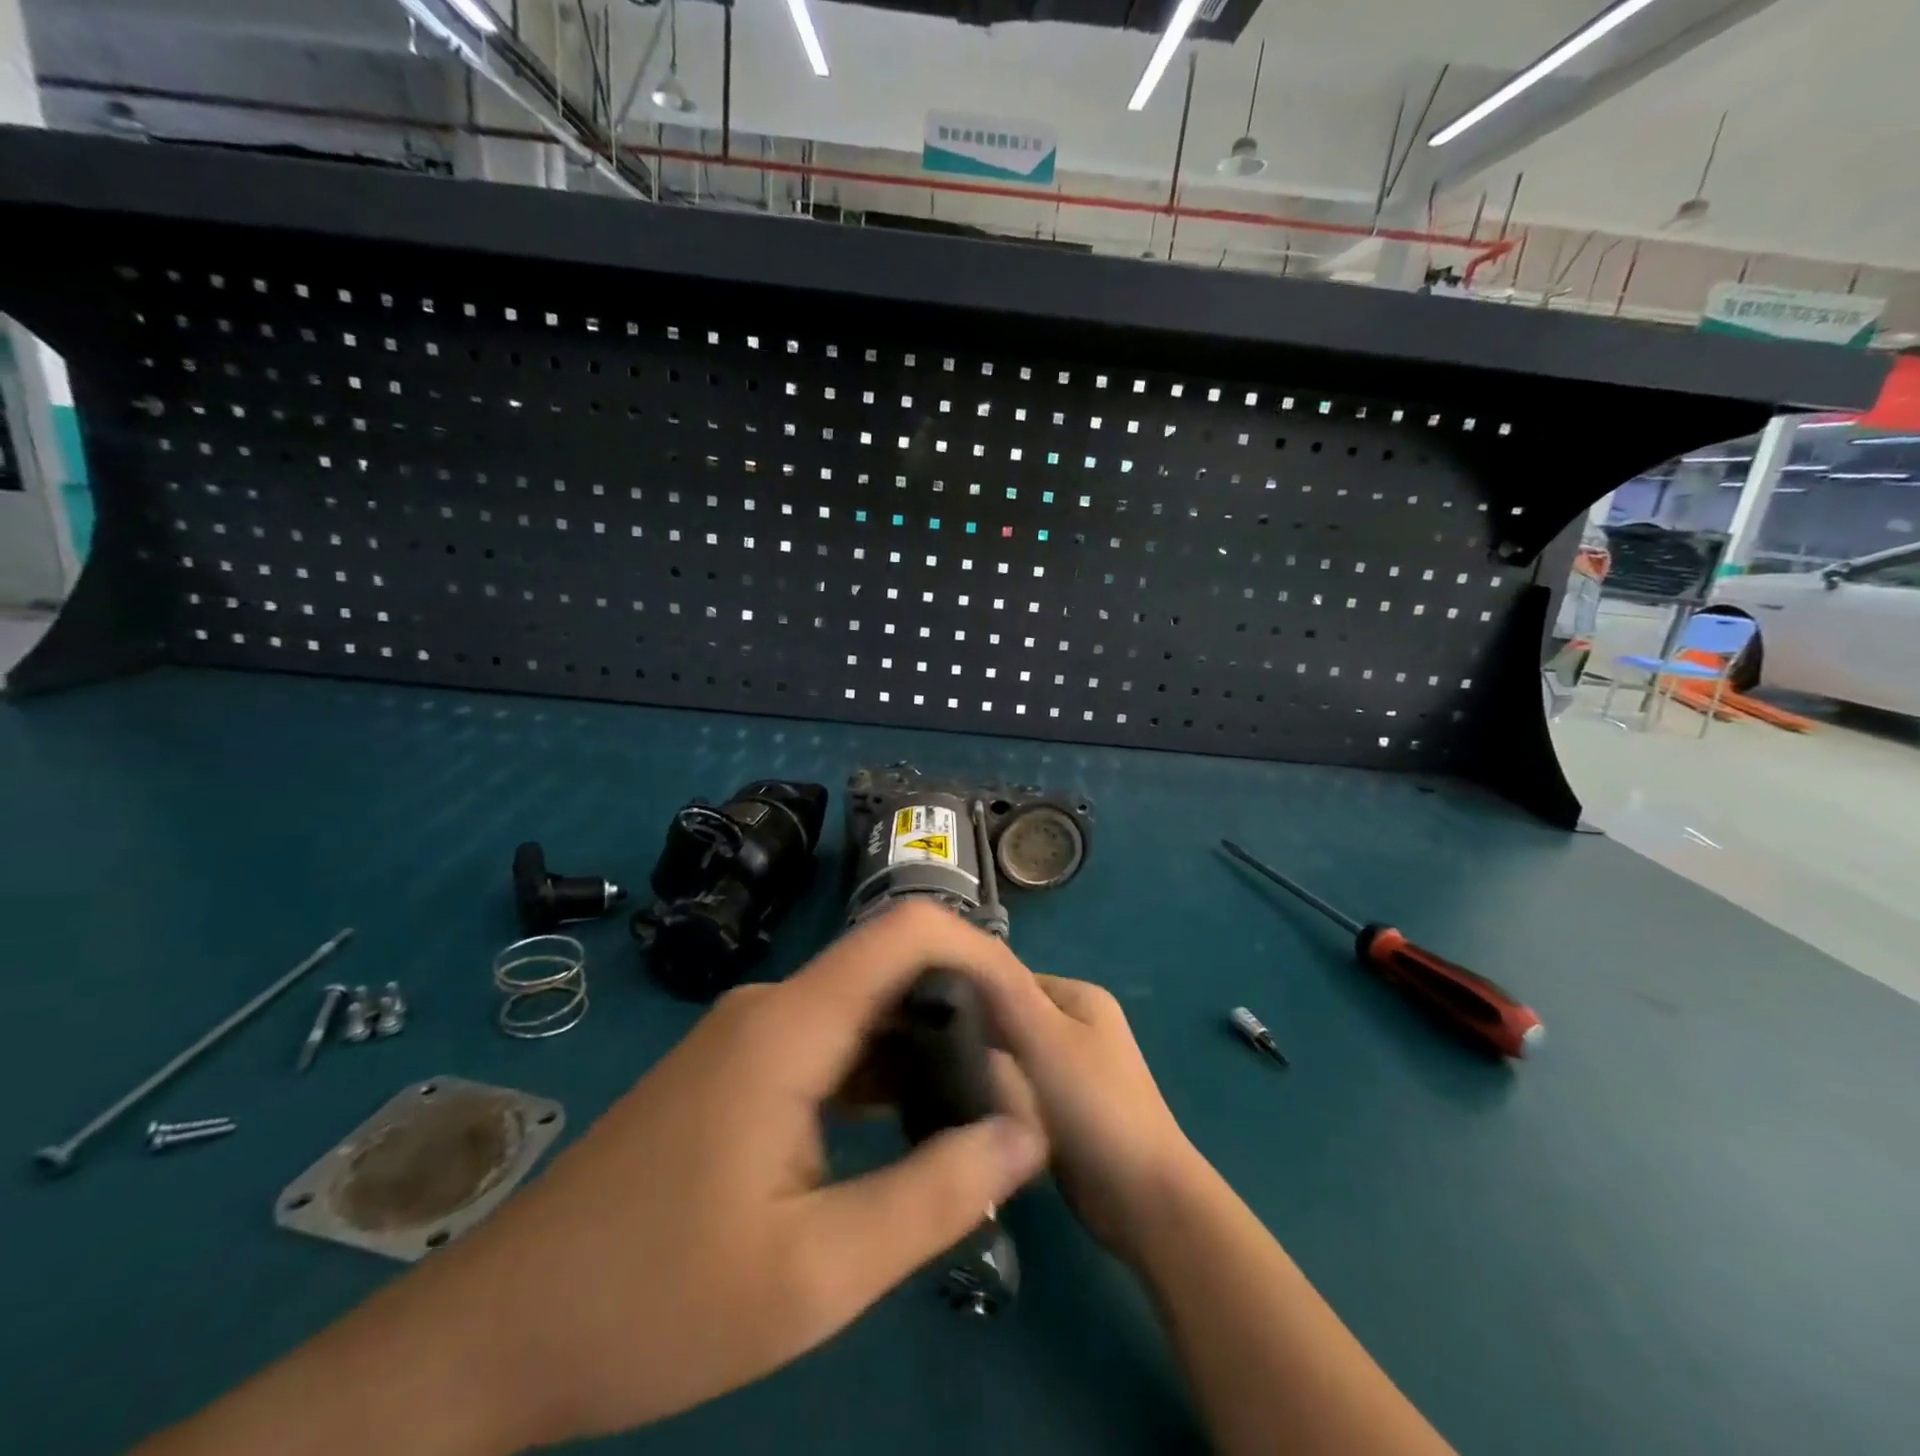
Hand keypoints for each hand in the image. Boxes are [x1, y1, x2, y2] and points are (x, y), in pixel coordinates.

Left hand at [406, 902, 1050, 1447]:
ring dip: (924, 1047)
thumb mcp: (815, 1275)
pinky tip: (908, 1127)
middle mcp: (772, 1006)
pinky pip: (828, 1045)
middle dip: (964, 1012)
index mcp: (791, 1025)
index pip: (908, 932)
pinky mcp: (736, 1068)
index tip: (1027, 1020)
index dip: (981, 955)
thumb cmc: (654, 1304)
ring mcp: (749, 1035)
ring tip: (980, 1109)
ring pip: (862, 1011)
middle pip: (892, 969)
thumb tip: (1026, 1131)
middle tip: (1020, 1083)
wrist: (498, 1334)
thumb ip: (934, 1195)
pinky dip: (880, 1073)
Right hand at [835, 907, 1202, 1265]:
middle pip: (1009, 1016)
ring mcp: (1075, 1069)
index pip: (1007, 978)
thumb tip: (961, 947)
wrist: (1143, 1201)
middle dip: (975, 1032)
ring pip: (1012, 1056)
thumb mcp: (1045, 1037)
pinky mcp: (1066, 1110)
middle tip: (926, 1054)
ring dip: (984, 1067)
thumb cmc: (1094, 1106)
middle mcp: (1079, 1024)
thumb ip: (1004, 990)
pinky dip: (998, 1097)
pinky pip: (1020, 1089)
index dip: (969, 992)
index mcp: (1080, 996)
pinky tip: (968, 1111)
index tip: (924, 1016)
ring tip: (939, 1082)